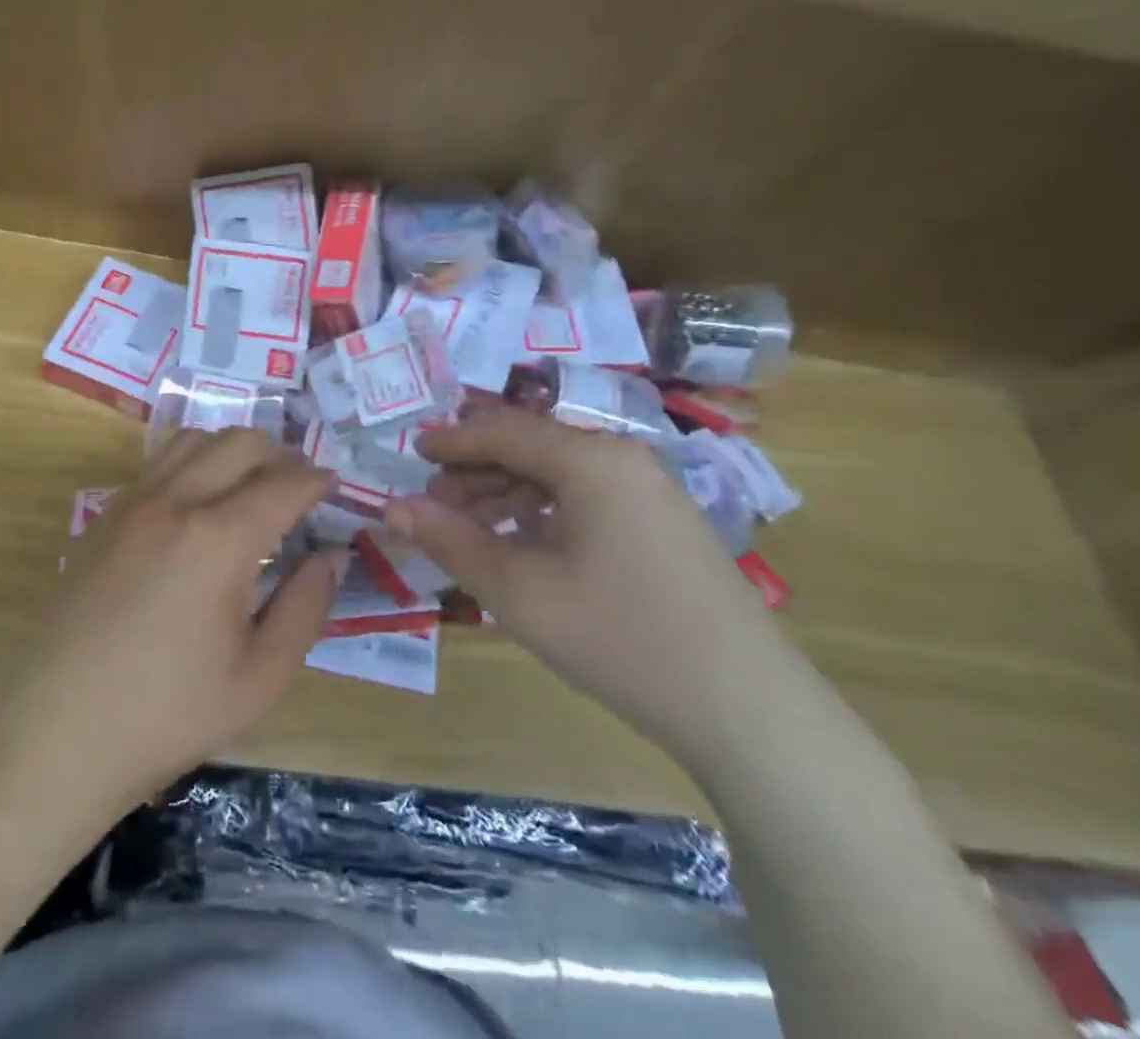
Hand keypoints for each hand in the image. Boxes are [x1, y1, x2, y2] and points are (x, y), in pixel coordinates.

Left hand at [0, 430, 342, 811]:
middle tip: (299, 484)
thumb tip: (331, 556)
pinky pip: (158, 462)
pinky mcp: (104, 516)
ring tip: (252, 482)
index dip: (316, 482)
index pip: (283, 484)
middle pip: (240, 443)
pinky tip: (200, 500)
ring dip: (233, 449)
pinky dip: (193, 461)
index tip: (333, 488)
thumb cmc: (169, 714)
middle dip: (280, 454)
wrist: (58, 732)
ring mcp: (133, 503)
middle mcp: (175, 502)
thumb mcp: (260, 677)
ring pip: (194, 440)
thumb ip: (306, 608)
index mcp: (218, 539)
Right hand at [389, 408, 798, 762]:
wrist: (748, 711)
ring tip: (468, 526)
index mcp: (591, 460)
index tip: (412, 450)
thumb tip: (391, 508)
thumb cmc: (620, 638)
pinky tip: (521, 545)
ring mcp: (650, 491)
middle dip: (477, 470)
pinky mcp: (663, 523)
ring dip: (507, 493)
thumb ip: (450, 542)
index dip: (452, 440)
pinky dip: (543, 513)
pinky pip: (586, 498)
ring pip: (559, 474)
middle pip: (532, 447)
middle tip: (432, 499)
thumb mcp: (519, 592)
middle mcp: (622, 459)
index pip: (504, 430)